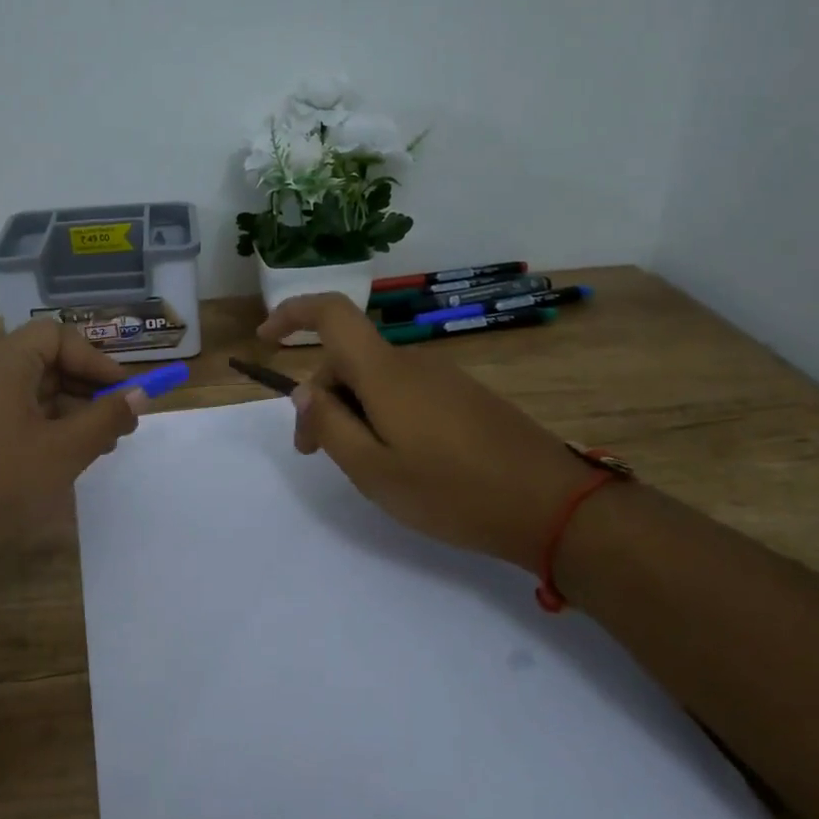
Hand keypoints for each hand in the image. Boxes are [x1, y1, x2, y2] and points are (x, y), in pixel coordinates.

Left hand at [0, 319, 144, 603]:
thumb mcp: (64, 450)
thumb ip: (106, 418)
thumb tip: (140, 394)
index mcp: (3, 370)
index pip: (54, 336)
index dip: (92, 357)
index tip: (122, 390)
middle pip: (47, 364)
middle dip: (89, 387)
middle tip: (121, 422)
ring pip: (37, 398)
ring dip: (76, 414)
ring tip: (105, 446)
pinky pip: (22, 425)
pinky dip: (53, 435)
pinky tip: (73, 463)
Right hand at [258, 294, 590, 570]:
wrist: (551, 505)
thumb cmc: (452, 491)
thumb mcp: (373, 470)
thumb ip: (330, 427)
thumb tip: (304, 393)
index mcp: (385, 373)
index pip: (332, 314)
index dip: (293, 314)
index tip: (267, 340)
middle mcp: (412, 363)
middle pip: (349, 358)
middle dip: (320, 397)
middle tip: (314, 453)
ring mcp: (443, 378)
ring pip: (377, 380)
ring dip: (353, 411)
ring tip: (361, 465)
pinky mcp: (465, 397)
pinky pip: (406, 392)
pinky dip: (384, 415)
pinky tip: (400, 460)